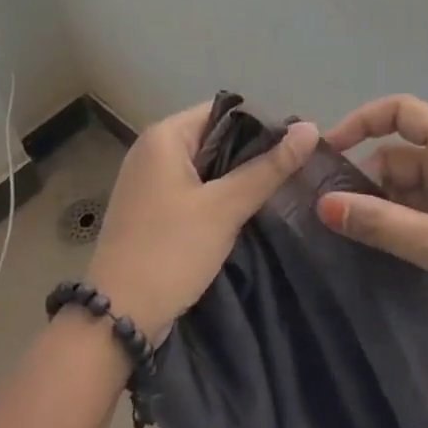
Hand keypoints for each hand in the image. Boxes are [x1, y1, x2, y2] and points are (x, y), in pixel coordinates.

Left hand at [88, 102, 317, 344]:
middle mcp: (151, 149)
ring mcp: (148, 180)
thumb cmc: (170, 251)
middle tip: (293, 171)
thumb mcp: (224, 208)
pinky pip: (191, 188)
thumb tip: (310, 128)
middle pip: (213, 136)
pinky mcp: (150, 208)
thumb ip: (267, 168)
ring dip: (235, 177)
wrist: (117, 317)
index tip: (296, 147)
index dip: (261, 124)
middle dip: (251, 153)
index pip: (223, 111)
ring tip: (277, 189)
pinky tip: (244, 211)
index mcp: (164, 136)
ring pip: (204, 166)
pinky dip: (216, 196)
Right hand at [316, 95, 427, 357]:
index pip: (402, 112)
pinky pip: (421, 216)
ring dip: (379, 207)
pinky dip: (397, 228)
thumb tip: (322, 204)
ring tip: (340, 234)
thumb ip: (379, 223)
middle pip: (400, 155)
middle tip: (326, 212)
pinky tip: (373, 251)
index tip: (329, 151)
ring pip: (408, 189)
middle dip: (365, 178)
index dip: (363, 121)